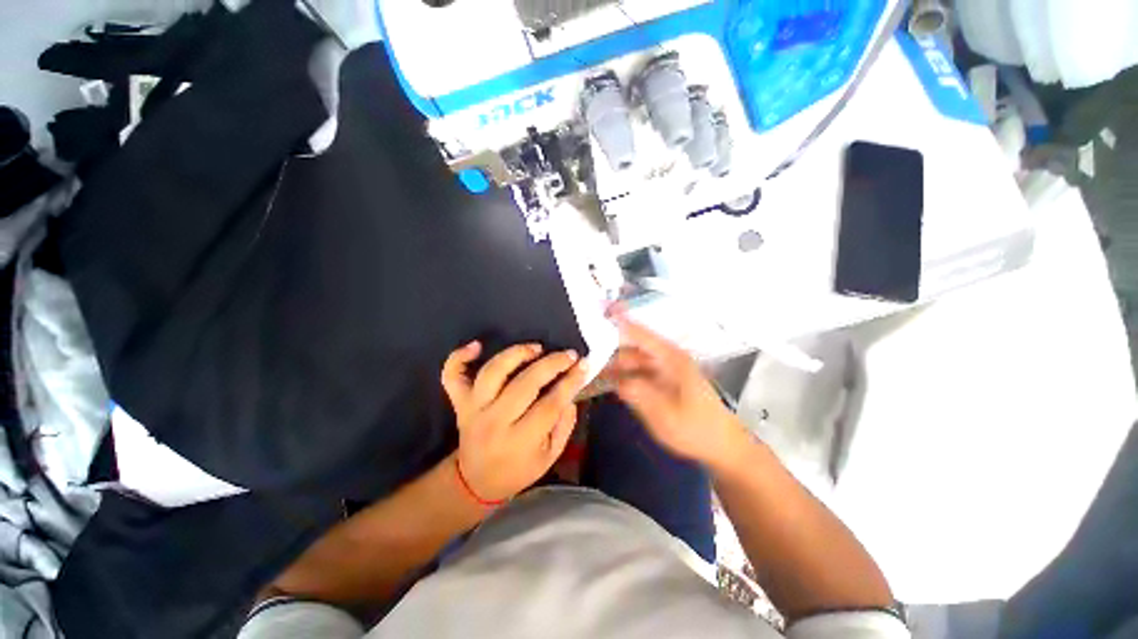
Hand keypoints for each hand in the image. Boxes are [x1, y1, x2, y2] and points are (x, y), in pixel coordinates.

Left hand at [441, 341, 586, 502]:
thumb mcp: (549, 457)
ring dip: (515, 354)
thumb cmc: (517, 470)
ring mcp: (472, 409)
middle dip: (551, 364)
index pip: (550, 404)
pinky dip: (459, 357)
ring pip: (492, 372)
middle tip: (569, 354)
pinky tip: (476, 345)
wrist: (475, 481)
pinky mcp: (459, 403)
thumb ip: (564, 426)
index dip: (570, 382)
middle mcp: (494, 421)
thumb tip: (570, 395)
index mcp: (520, 441)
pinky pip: (452, 376)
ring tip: (536, 348)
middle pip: (524, 384)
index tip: (584, 366)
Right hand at [604, 317, 747, 468]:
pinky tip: (607, 382)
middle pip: (632, 347)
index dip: (620, 322)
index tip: (599, 312)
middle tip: (584, 352)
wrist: (721, 446)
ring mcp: (664, 371)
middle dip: (609, 348)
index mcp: (670, 358)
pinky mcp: (662, 382)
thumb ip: (636, 393)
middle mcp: (665, 359)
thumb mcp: (663, 414)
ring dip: (614, 364)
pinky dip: (623, 376)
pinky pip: (638, 373)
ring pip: (633, 361)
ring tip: (590, 368)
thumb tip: (612, 378)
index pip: (640, 333)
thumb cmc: (695, 428)